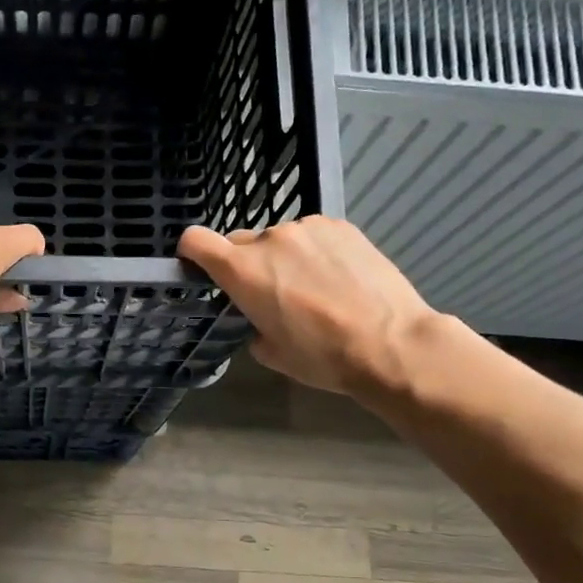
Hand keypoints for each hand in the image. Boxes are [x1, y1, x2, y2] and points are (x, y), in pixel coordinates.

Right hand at [178, 218, 436, 396]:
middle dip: (246, 265)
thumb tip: (260, 319)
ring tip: (314, 288)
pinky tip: (338, 279)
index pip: (195, 241)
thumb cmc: (323, 356)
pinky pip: (312, 236)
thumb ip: (252, 325)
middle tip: (270, 294)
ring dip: (284, 258)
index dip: (191, 252)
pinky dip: (315, 252)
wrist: (391, 342)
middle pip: (240, 243)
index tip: (199, 267)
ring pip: (280, 239)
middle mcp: (269, 238)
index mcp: (242, 271)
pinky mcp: (340, 225)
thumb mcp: (271, 353)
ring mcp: (307, 227)